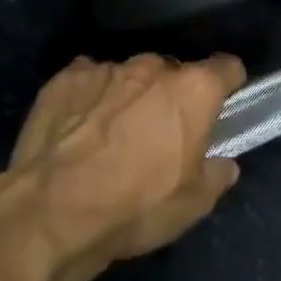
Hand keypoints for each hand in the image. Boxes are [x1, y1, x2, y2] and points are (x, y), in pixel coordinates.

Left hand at [0, 54, 246, 273]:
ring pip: (129, 76)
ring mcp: (105, 69)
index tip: (220, 106)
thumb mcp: (194, 204)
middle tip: (161, 133)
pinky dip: (91, 99)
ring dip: (130, 97)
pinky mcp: (64, 79)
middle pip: (173, 72)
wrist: (52, 213)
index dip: (228, 85)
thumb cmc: (136, 206)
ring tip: (113, 135)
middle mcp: (153, 68)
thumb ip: (217, 175)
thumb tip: (222, 165)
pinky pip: (88, 81)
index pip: (227, 67)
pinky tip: (79, 129)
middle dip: (172, 95)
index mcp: (194, 90)